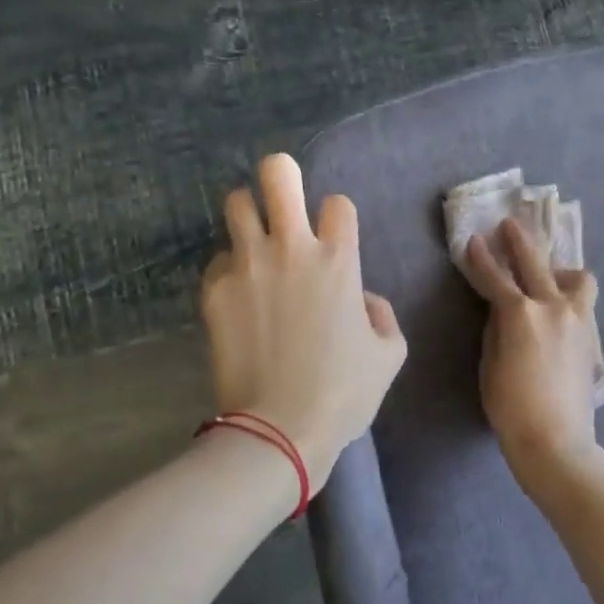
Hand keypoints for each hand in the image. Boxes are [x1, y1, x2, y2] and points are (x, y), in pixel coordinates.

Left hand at [200, 154, 407, 485]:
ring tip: (254, 239)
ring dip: (249, 214)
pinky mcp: (214, 290)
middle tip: (283, 199)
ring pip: (236, 203)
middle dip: (282, 176)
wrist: (280, 430)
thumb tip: (361, 299)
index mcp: (338, 259)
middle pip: (278, 174)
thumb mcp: (389, 355)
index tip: (334, 240)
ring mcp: (247, 266)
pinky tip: (239, 296)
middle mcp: (290, 249)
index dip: (337, 218)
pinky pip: (219, 260)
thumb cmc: (343, 393)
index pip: (337, 203)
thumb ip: (381, 315)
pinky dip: (231, 269)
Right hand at [464, 219, 603, 497]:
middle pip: (535, 262)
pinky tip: (560, 310)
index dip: (480, 258)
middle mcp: (553, 306)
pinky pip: (584, 302)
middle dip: (518, 241)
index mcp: (520, 313)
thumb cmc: (511, 408)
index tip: (473, 241)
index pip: (495, 277)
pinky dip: (572, 296)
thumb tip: (502, 309)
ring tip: (549, 277)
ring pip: (577, 278)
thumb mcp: (490, 364)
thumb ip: (496, 328)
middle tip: (508, 226)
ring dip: (560, 271)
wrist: (557, 442)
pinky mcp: (592, 336)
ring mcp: (579, 319)